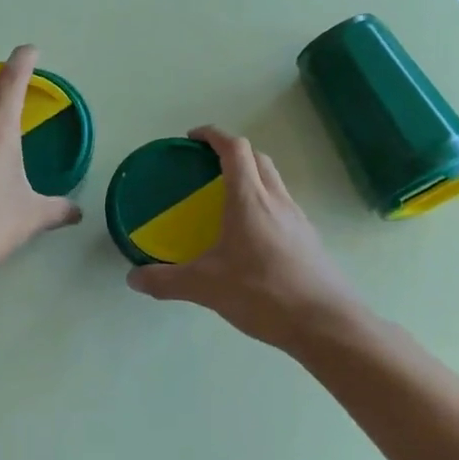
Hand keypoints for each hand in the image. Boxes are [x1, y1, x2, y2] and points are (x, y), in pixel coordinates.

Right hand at [127, 126, 365, 351]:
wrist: (325, 324)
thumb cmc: (263, 293)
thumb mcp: (206, 287)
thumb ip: (166, 281)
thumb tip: (133, 278)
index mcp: (249, 199)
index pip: (235, 149)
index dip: (213, 135)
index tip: (193, 138)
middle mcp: (277, 200)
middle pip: (257, 159)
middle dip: (232, 153)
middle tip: (206, 167)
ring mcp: (298, 219)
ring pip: (273, 182)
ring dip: (251, 177)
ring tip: (226, 201)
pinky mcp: (309, 240)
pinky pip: (283, 207)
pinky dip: (264, 205)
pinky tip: (250, 237)